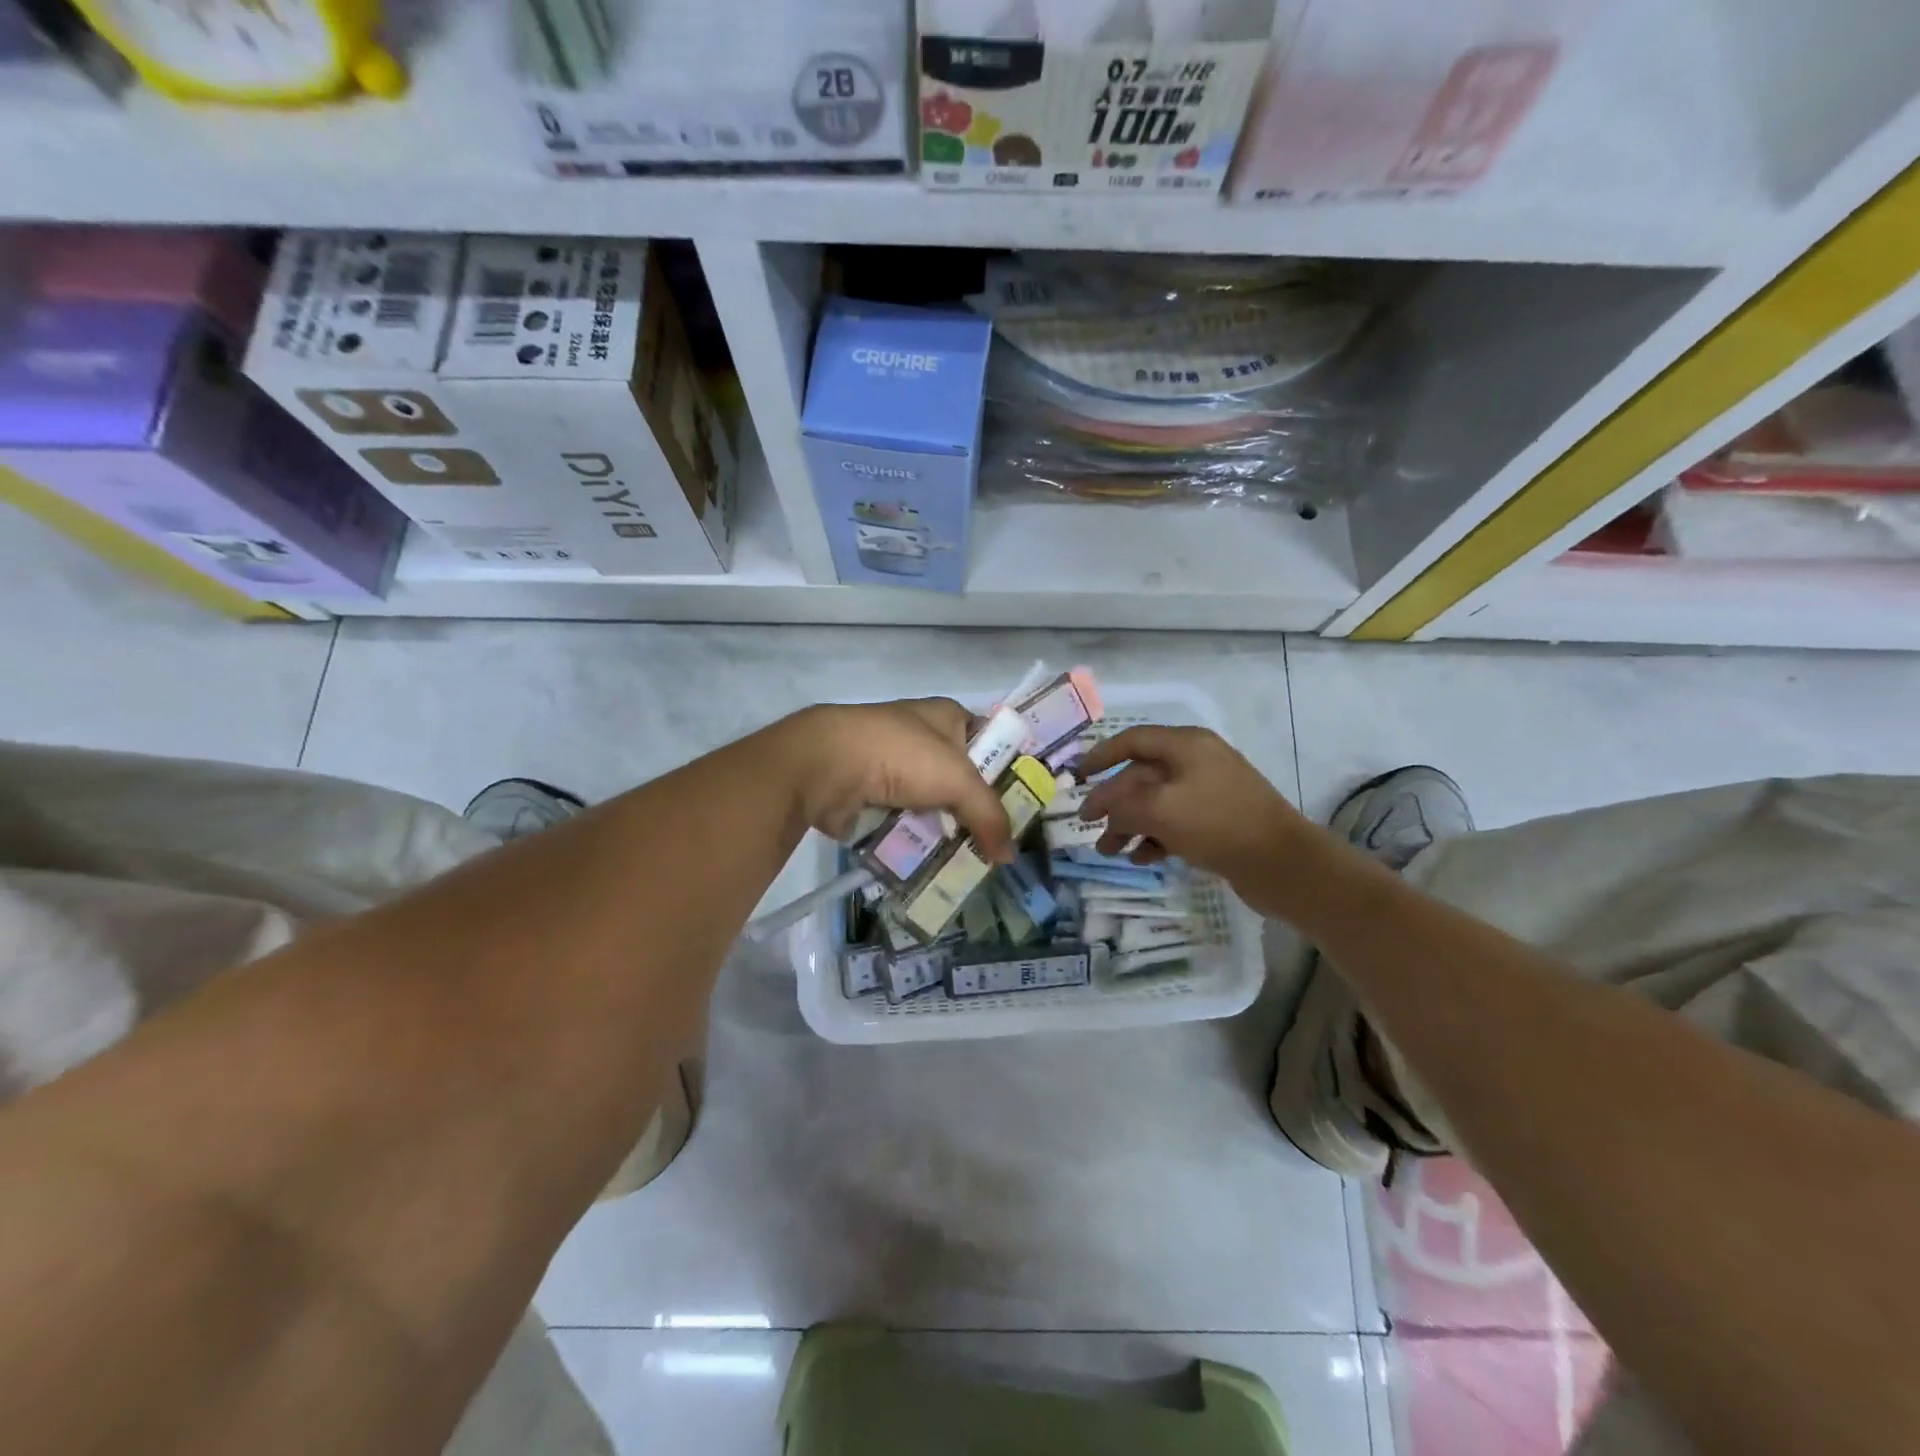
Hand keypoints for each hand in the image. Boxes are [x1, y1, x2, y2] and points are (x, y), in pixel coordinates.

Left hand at [781, 699, 1013, 862]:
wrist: (826, 765)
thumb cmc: (901, 755)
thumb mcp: (958, 780)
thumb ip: (990, 816)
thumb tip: (1009, 856)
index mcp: (947, 716)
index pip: (990, 741)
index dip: (1007, 771)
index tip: (1024, 808)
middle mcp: (922, 737)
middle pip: (961, 779)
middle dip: (976, 811)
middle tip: (999, 846)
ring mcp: (894, 767)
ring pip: (933, 805)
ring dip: (946, 831)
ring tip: (970, 864)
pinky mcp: (871, 795)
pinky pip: (904, 822)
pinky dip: (915, 840)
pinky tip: (933, 864)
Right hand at [1079, 725, 1307, 882]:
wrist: (1283, 863)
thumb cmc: (1217, 824)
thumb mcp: (1160, 810)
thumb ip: (1122, 805)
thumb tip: (1103, 808)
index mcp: (1186, 746)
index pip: (1133, 740)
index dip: (1101, 756)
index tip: (1076, 777)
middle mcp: (1197, 762)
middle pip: (1142, 775)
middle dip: (1114, 802)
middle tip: (1089, 827)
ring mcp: (1210, 792)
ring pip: (1157, 802)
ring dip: (1130, 825)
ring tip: (1110, 852)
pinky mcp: (1219, 821)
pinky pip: (1176, 822)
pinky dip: (1155, 837)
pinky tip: (1141, 858)